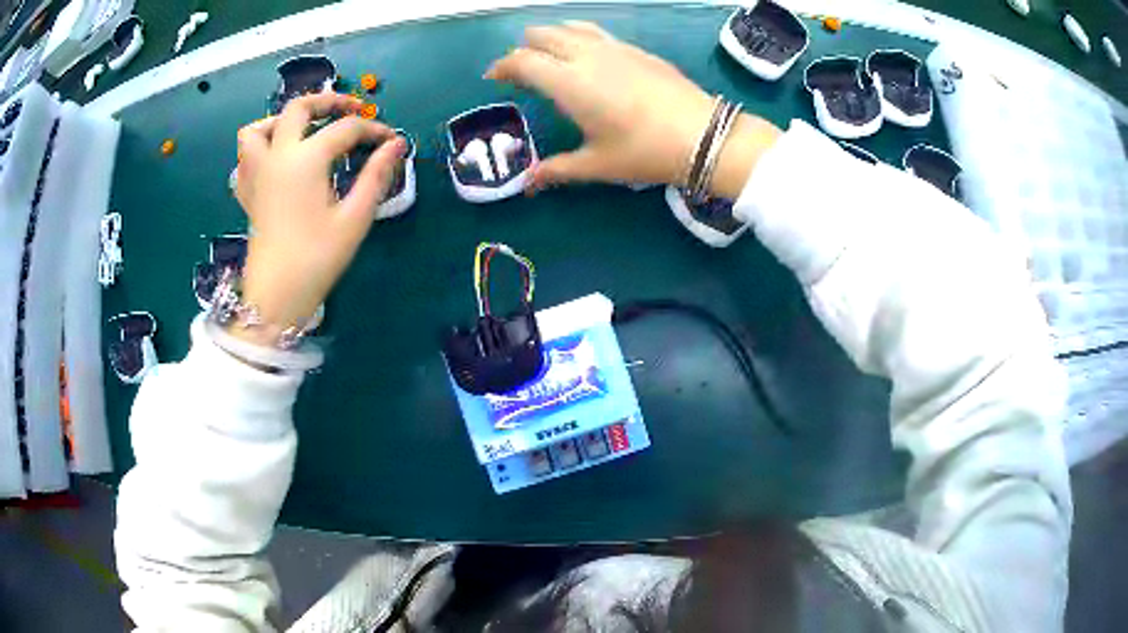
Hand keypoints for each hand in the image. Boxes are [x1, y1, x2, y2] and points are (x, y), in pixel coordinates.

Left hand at [233, 92, 405, 343]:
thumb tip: (397, 145)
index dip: (373, 130)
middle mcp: (277, 156)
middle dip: (328, 101)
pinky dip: (260, 148)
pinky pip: (245, 158)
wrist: (276, 297)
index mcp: (305, 159)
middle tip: (351, 110)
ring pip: (258, 129)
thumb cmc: (317, 259)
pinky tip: (276, 159)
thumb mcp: (354, 218)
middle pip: (298, 109)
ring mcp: (257, 174)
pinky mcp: (248, 193)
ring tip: (303, 129)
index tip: (392, 141)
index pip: (345, 129)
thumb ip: (376, 175)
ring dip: (282, 120)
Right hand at [485, 22, 779, 197]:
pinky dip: (579, 37)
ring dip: (551, 37)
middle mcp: (586, 55)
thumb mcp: (596, 165)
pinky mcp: (636, 49)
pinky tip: (587, 56)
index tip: (494, 78)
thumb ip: (557, 170)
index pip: (522, 61)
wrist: (702, 135)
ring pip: (570, 27)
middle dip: (523, 48)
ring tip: (549, 57)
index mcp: (568, 82)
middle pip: (541, 34)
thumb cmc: (644, 151)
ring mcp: (614, 47)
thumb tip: (528, 184)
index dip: (502, 67)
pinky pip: (596, 32)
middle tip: (521, 71)